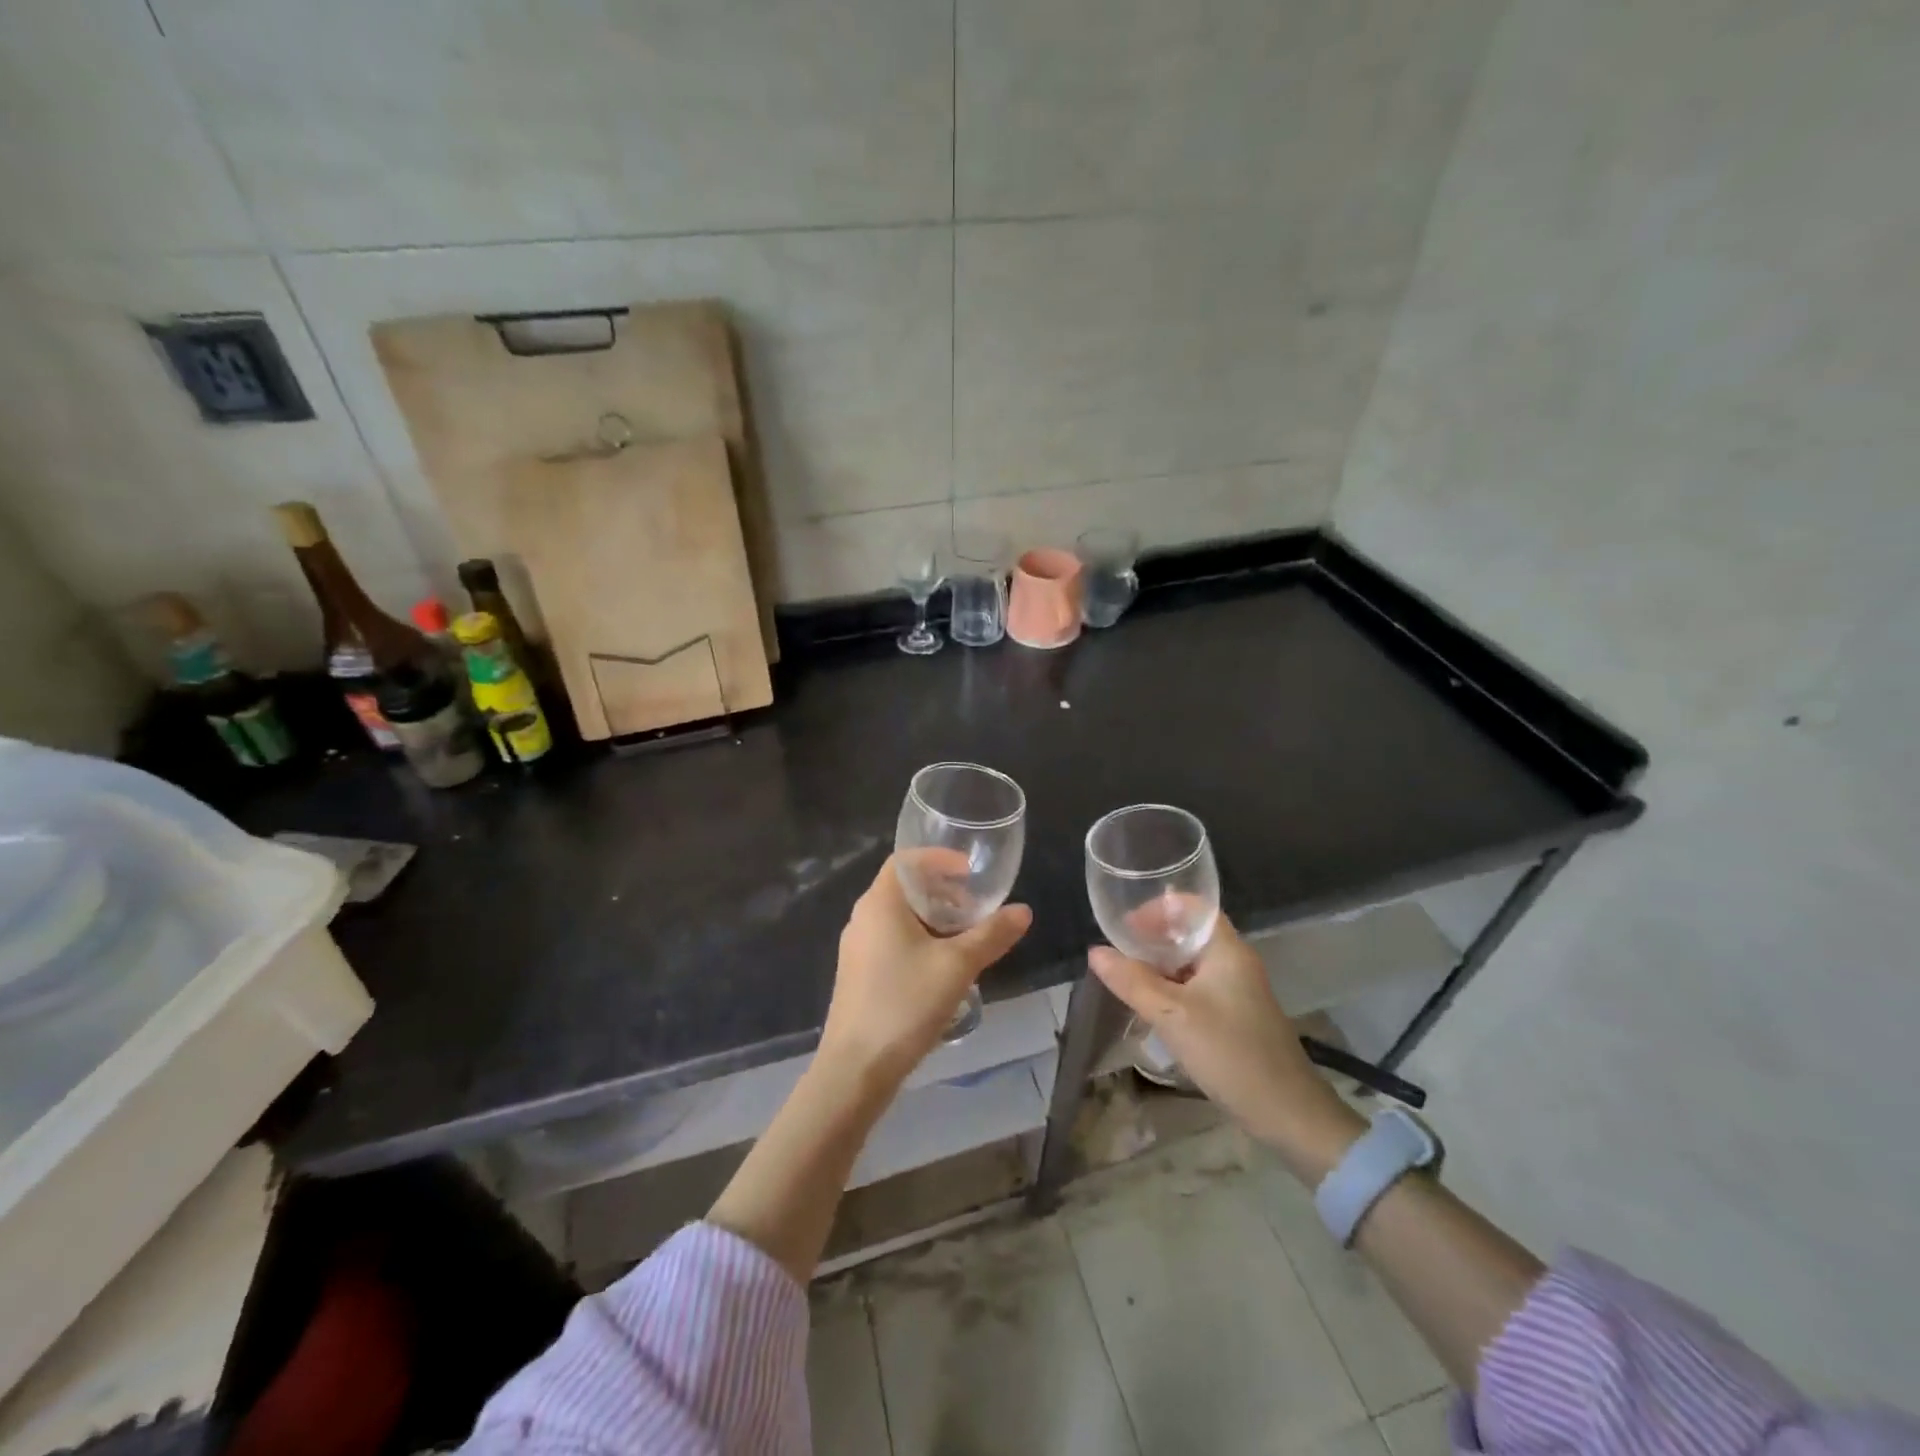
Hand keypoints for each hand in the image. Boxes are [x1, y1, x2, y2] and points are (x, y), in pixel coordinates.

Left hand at [818, 852, 1031, 1089]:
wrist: (856, 1069)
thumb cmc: (905, 1004)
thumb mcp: (957, 966)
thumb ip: (992, 935)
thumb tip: (1023, 911)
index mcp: (880, 903)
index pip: (906, 860)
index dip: (939, 859)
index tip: (970, 872)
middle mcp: (863, 917)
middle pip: (904, 888)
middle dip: (942, 892)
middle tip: (975, 909)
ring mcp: (857, 948)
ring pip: (899, 918)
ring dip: (933, 920)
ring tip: (966, 940)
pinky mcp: (858, 975)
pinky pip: (892, 941)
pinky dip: (919, 941)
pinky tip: (942, 970)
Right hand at [1089, 914, 1361, 1175]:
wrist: (1288, 1114)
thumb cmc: (1230, 1053)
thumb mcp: (1173, 1015)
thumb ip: (1132, 981)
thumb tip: (1095, 952)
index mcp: (1227, 949)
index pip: (1192, 906)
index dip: (1157, 908)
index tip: (1125, 926)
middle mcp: (1234, 961)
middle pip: (1189, 933)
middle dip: (1152, 938)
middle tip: (1119, 953)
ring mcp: (1237, 990)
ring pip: (1191, 963)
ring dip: (1160, 966)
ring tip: (1127, 978)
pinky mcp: (1235, 1015)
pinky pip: (1197, 987)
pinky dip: (1172, 989)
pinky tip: (1152, 1007)